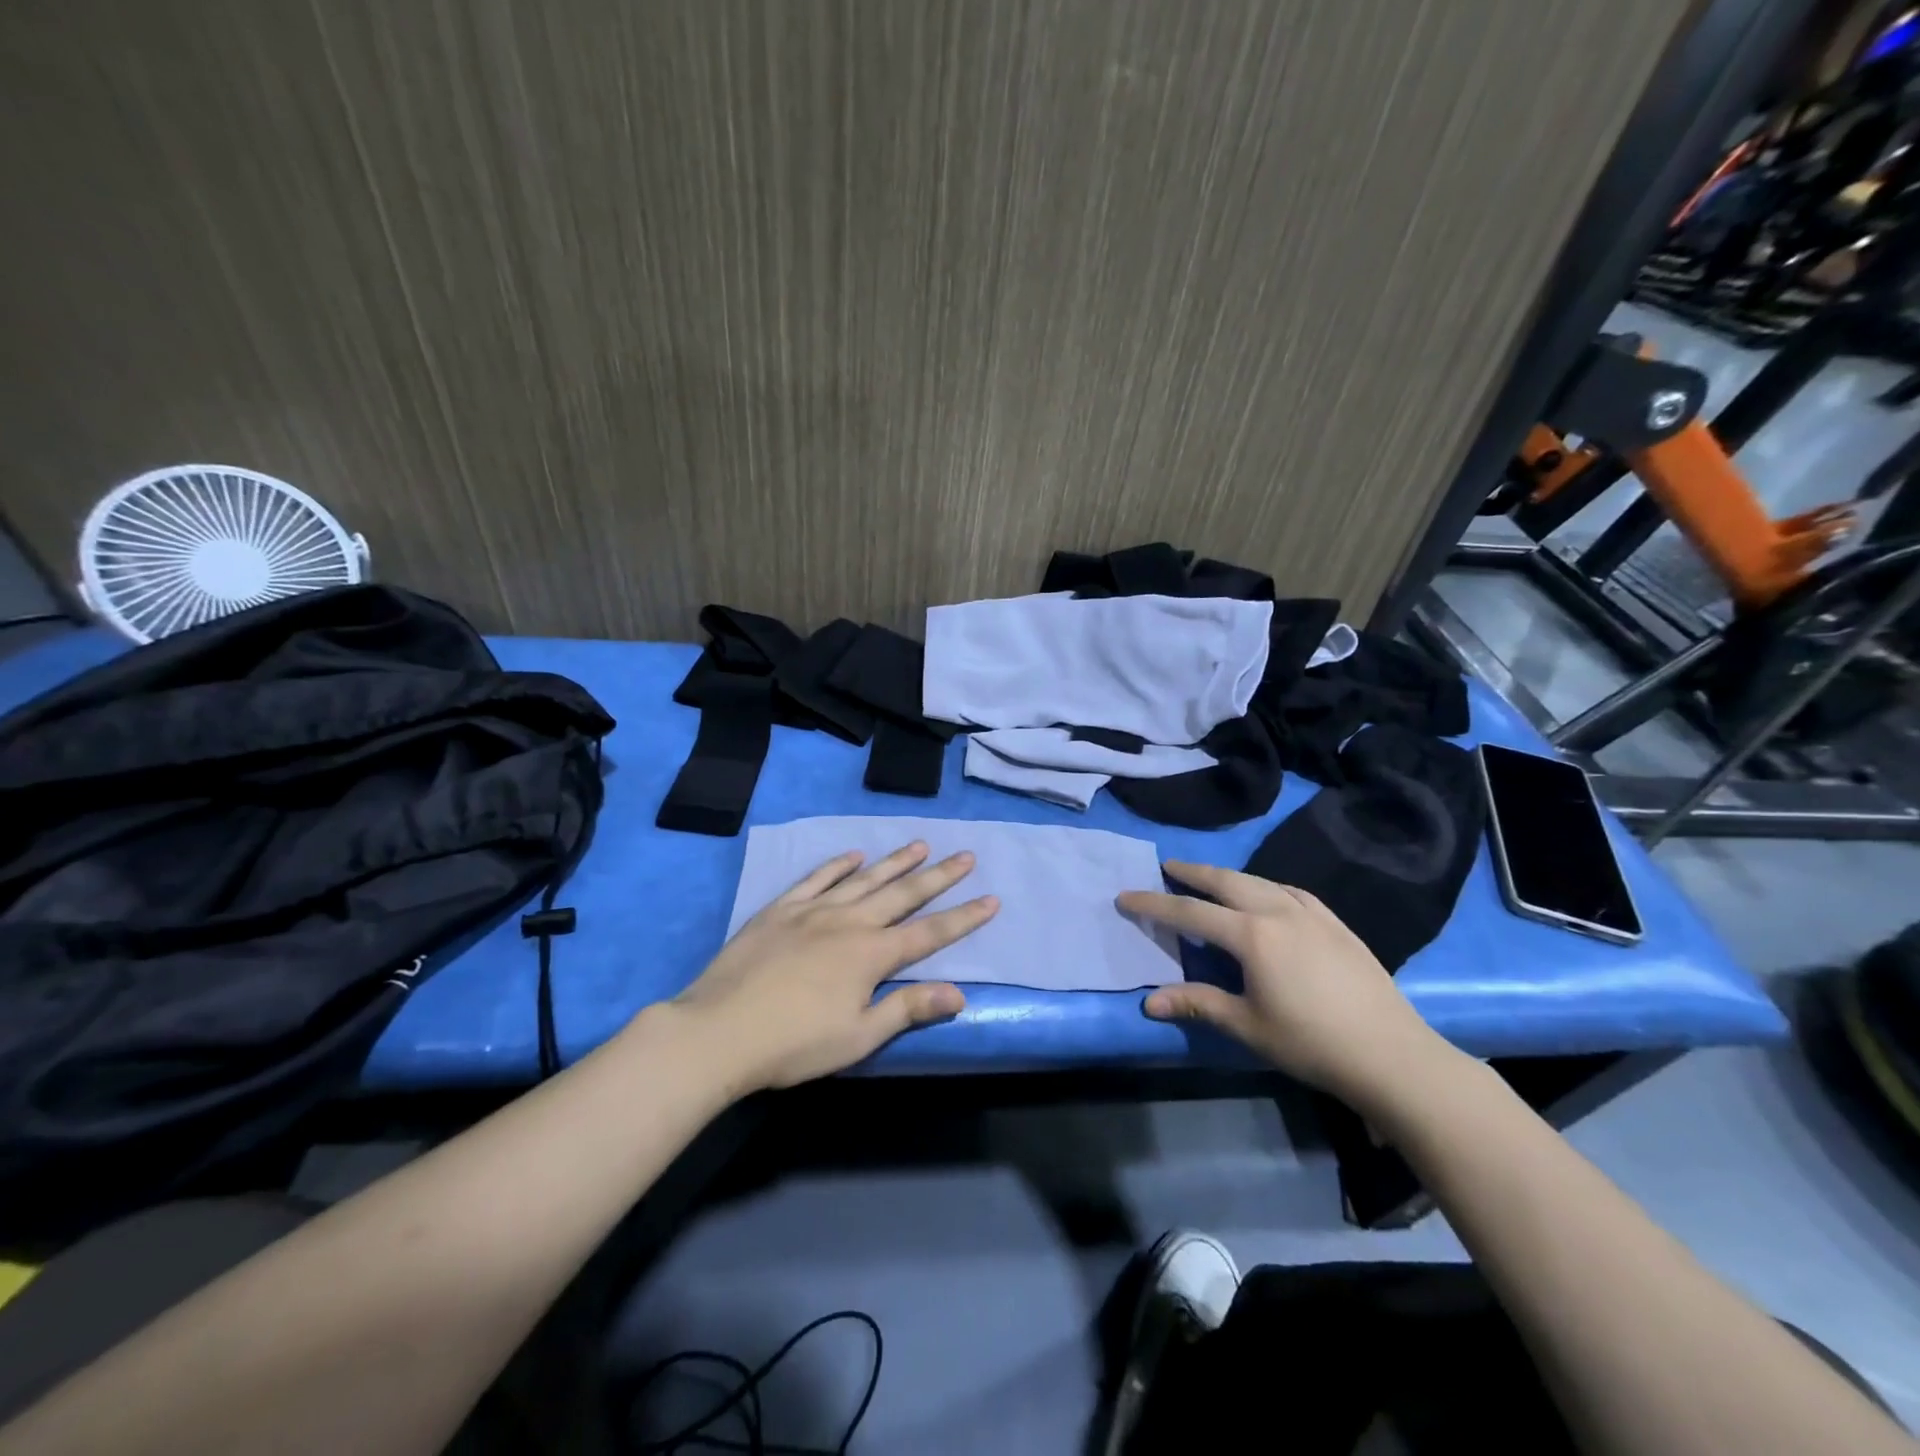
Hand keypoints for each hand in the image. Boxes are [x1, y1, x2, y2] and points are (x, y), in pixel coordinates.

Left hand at [670, 842, 997, 1092]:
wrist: (718, 1031)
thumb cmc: (793, 1044)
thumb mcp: (857, 1037)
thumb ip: (908, 1010)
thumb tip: (959, 993)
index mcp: (871, 955)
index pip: (930, 932)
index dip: (963, 917)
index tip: (991, 898)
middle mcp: (849, 922)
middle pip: (903, 894)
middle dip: (938, 876)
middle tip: (965, 856)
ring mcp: (813, 911)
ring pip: (864, 879)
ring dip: (895, 861)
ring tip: (920, 844)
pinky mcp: (781, 910)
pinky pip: (816, 878)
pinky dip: (838, 864)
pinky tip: (853, 855)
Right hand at [1117, 862, 1452, 1110]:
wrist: (1391, 1054)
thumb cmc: (1311, 1043)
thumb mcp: (1247, 1026)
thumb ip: (1198, 1004)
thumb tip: (1149, 1002)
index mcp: (1251, 935)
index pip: (1190, 912)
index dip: (1154, 903)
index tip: (1126, 896)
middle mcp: (1278, 912)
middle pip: (1226, 882)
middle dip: (1192, 872)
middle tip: (1168, 866)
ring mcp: (1312, 914)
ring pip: (1260, 881)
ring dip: (1229, 876)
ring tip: (1211, 878)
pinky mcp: (1337, 924)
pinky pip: (1293, 891)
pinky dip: (1268, 886)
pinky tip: (1269, 893)